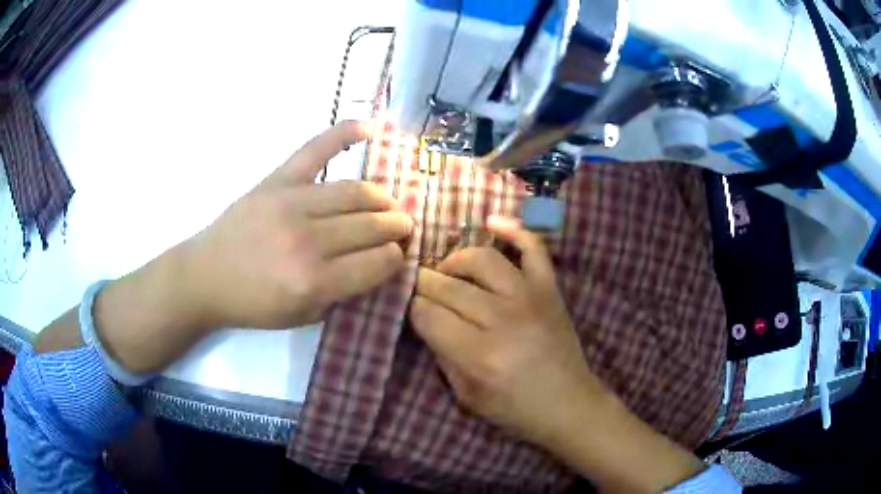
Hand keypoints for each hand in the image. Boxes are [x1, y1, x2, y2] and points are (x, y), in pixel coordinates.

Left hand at [182, 120, 413, 329]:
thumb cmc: (253, 304)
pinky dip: (342, 134)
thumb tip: (378, 264)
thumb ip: (344, 293)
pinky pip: (314, 150)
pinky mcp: (276, 181)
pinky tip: (369, 126)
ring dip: (382, 198)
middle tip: (403, 227)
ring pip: (355, 191)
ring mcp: (291, 202)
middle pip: (371, 224)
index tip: (397, 256)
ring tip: (388, 204)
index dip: (395, 258)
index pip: (378, 262)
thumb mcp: (303, 316)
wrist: (205, 277)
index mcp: (314, 281)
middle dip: (397, 226)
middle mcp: (307, 240)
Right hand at [409, 216, 603, 445]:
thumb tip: (427, 319)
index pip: (429, 315)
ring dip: (456, 260)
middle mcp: (503, 320)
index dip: (414, 309)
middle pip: (449, 286)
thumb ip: (442, 355)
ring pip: (482, 259)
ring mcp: (530, 298)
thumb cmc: (516, 409)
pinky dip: (514, 230)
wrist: (569, 404)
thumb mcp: (467, 396)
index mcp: (479, 356)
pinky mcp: (550, 289)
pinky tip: (491, 221)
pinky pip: (533, 248)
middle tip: (421, 286)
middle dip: (426, 283)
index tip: (413, 309)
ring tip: (448, 270)